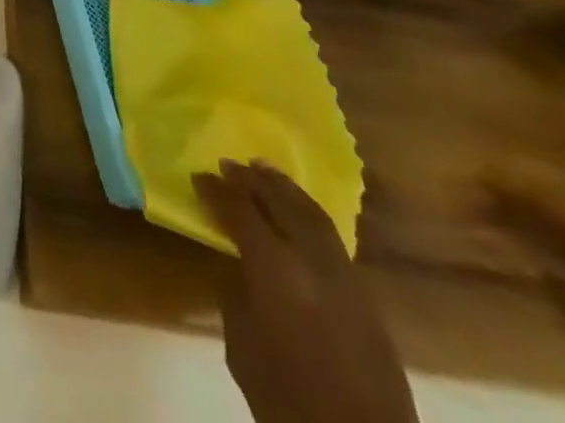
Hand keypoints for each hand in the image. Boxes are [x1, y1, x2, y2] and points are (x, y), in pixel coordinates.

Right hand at [192, 160, 414, 422]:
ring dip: (285, 189)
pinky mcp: (366, 298)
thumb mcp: (242, 349)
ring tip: (263, 171)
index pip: (241, 212)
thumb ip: (234, 295)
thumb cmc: (289, 403)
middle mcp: (313, 262)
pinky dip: (309, 214)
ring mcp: (345, 277)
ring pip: (313, 214)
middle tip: (228, 164)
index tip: (198, 176)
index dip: (216, 190)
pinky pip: (331, 238)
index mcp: (276, 271)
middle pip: (280, 203)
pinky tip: (297, 212)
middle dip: (251, 180)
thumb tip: (233, 262)